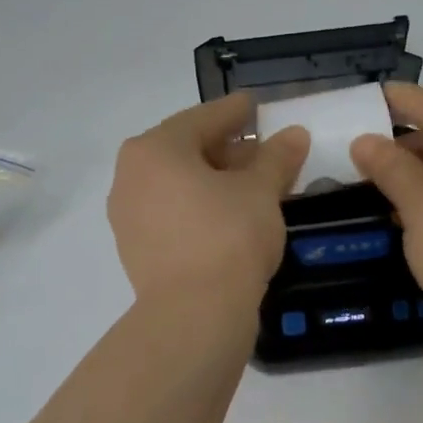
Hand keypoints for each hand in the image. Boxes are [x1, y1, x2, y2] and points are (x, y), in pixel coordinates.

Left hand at [108, 94, 309, 310]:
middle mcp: (131, 175)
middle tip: (262, 150)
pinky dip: (199, 206)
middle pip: (186, 151)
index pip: (203, 119)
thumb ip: (276, 157)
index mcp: (155, 149)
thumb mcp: (261, 191)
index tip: (255, 106)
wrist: (193, 315)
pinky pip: (172, 212)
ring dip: (215, 180)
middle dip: (227, 149)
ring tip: (252, 185)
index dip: (235, 112)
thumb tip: (294, 134)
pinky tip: (229, 215)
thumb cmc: (228, 237)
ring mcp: (128, 215)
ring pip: (178, 184)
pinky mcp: (136, 249)